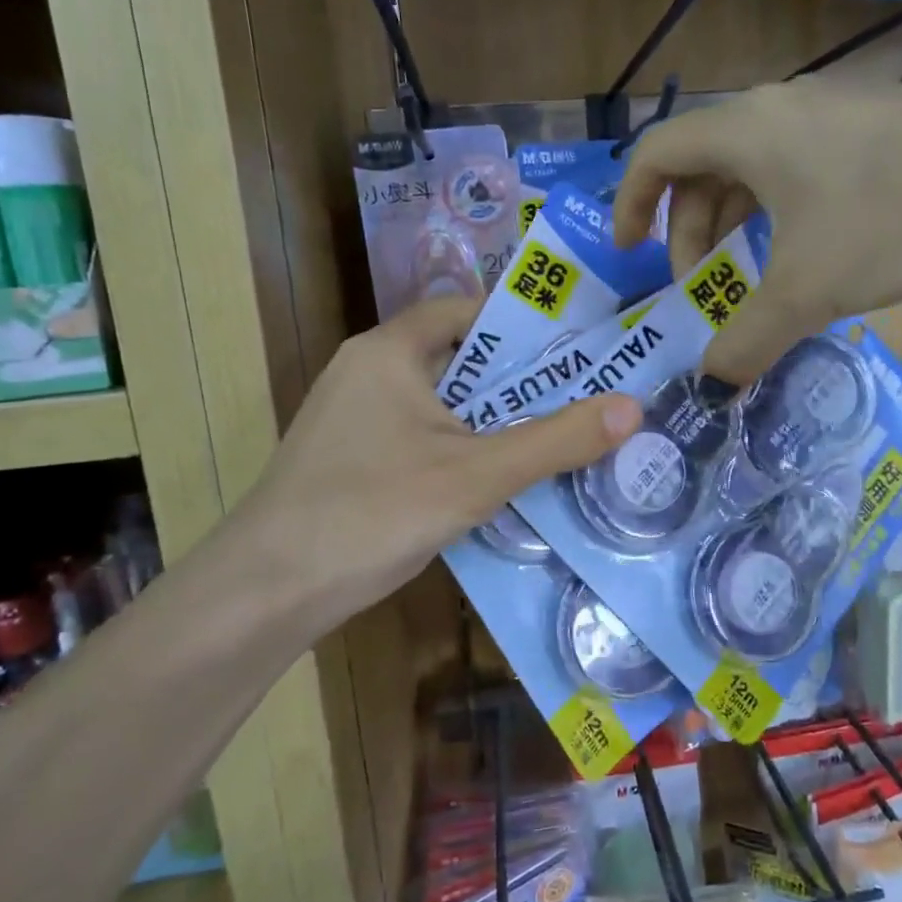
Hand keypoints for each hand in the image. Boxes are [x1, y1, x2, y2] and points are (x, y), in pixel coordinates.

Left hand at [228, 297, 639, 638]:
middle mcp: (368, 371)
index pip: (468, 311)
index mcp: (390, 350)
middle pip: (459, 358)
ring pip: (442, 404)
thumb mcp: (477, 475)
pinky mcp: (352, 459)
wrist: (268, 590)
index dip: (523, 324)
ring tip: (557, 436)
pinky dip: (462, 449)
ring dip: (493, 420)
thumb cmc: (372, 511)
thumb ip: (556, 441)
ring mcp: (355, 418)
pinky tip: (498, 480)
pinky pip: (422, 437)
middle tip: (583, 396)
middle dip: (519, 380)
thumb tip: (633, 408)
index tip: (577, 347)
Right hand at [613, 79, 901, 383]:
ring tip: (747, 281)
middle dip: (688, 231)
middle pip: (702, 165)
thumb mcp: (810, 290)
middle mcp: (780, 109)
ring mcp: (831, 115)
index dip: (630, 203)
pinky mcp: (872, 132)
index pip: (655, 152)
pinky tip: (804, 258)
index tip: (629, 255)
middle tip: (700, 288)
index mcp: (747, 130)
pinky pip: (797, 172)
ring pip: (753, 171)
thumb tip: (709, 383)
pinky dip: (778, 217)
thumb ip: (748, 339)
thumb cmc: (898, 217)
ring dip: (734, 227)